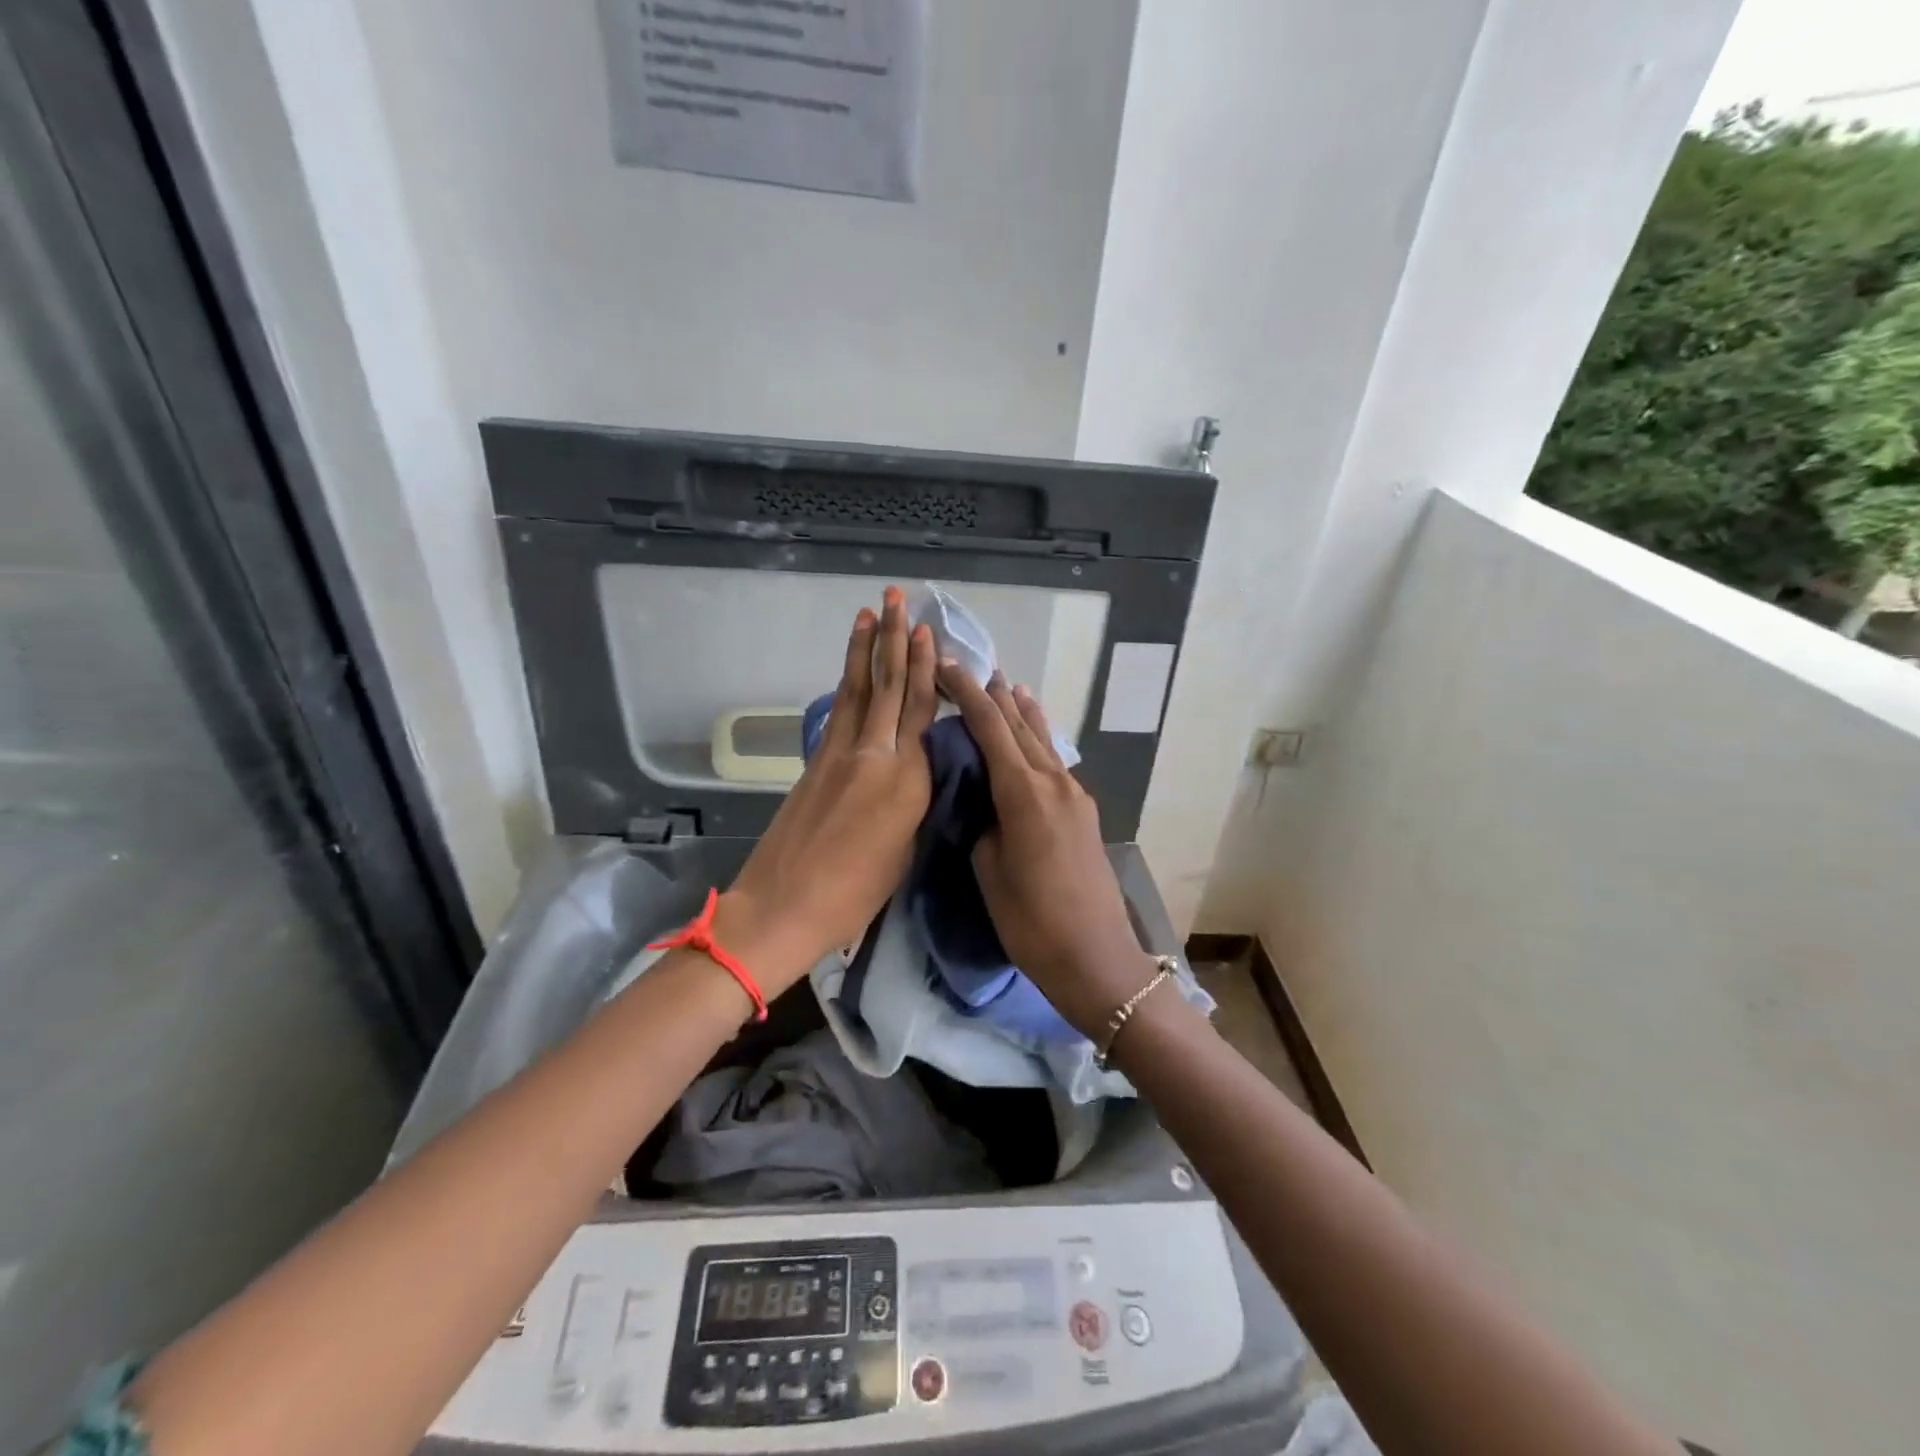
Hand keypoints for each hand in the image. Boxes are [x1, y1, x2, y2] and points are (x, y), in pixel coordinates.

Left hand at [716, 588, 936, 999]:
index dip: (925, 668)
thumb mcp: (903, 850)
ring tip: (869, 613)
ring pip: (859, 690)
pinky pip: (840, 712)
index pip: (923, 712)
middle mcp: (876, 755)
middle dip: (893, 639)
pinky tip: (852, 669)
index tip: (926, 632)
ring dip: (864, 649)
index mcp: (908, 780)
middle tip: (895, 597)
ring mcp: (840, 754)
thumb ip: (912, 801)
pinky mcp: (815, 762)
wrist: (783, 906)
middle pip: (889, 687)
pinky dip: (848, 684)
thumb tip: (914, 773)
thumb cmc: (854, 894)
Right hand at [937, 663, 1159, 1038]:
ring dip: (1021, 711)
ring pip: (1042, 739)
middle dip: (993, 694)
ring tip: (1006, 684)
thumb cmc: (1031, 921)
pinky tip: (1032, 734)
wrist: (1096, 958)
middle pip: (1020, 723)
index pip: (991, 726)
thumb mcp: (989, 869)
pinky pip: (1054, 760)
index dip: (966, 692)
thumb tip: (986, 802)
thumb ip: (984, 823)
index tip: (945, 666)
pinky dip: (1038, 738)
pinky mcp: (1084, 811)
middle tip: (968, 668)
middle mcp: (1054, 780)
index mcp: (1024, 791)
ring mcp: (1074, 794)